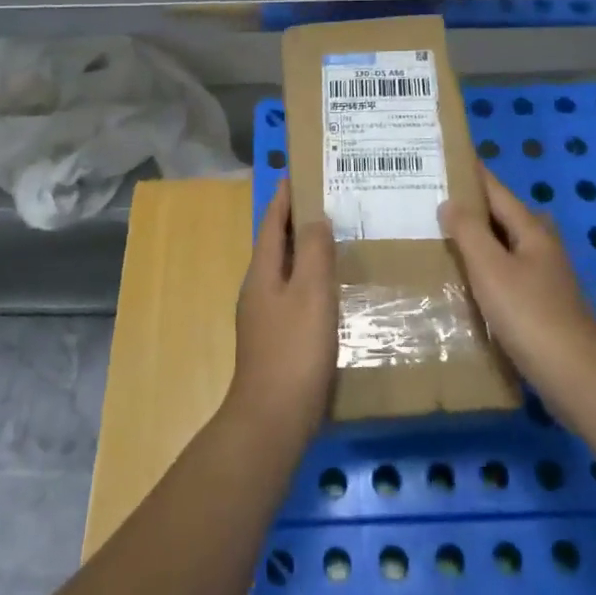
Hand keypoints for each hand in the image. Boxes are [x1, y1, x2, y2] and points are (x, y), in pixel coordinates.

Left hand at [225, 181, 337, 450]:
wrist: (273, 421)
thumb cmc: (294, 351)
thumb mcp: (310, 294)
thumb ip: (312, 252)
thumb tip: (314, 218)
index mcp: (262, 273)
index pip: (272, 223)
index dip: (284, 198)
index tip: (299, 173)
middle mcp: (258, 290)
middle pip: (276, 246)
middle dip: (297, 222)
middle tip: (330, 203)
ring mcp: (265, 319)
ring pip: (286, 272)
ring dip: (306, 253)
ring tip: (337, 241)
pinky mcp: (277, 342)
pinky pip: (295, 297)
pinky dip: (312, 282)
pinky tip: (334, 291)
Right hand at [439, 163, 595, 402]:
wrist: (574, 376)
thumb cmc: (529, 315)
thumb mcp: (491, 268)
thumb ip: (469, 232)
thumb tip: (449, 202)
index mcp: (532, 232)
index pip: (497, 192)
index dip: (473, 175)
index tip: (446, 160)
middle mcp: (543, 249)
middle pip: (505, 217)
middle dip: (475, 207)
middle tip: (436, 203)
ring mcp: (546, 279)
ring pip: (508, 247)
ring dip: (481, 240)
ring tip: (445, 239)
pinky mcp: (543, 307)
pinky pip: (509, 274)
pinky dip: (488, 270)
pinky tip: (469, 282)